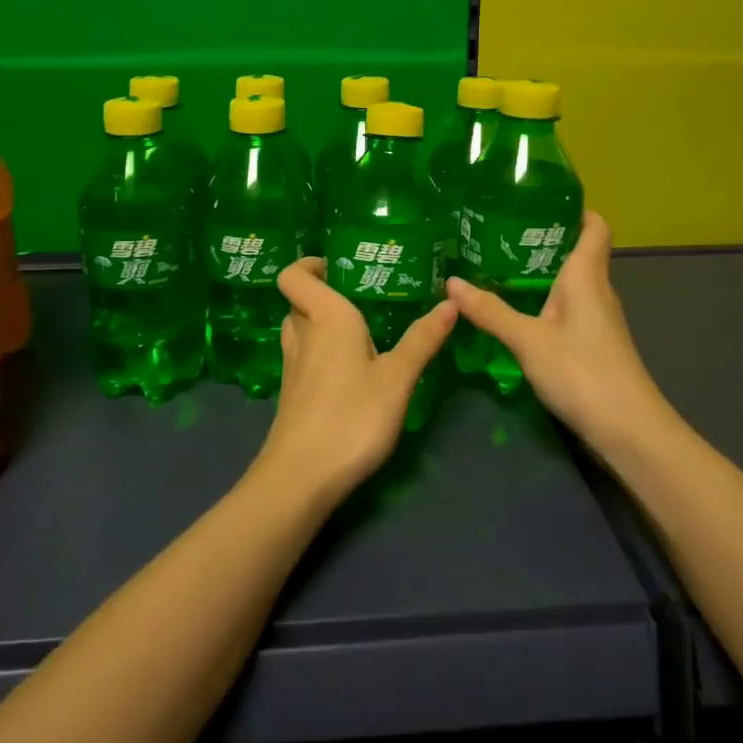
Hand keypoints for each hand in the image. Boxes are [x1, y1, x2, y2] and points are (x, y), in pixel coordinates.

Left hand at [256, 257, 456, 505]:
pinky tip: (350, 371)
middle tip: (363, 297)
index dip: (307, 264)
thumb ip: (423, 339)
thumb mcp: (398, 378)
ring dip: (322, 324)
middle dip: (325, 294)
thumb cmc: (352, 417)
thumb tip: (450, 302)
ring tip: (361, 331)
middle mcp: (303, 334)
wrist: (301, 478)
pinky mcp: (292, 394)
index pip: (293, 274)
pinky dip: (321, 353)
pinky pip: (304, 357)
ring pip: (301, 330)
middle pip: (300, 301)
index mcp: (325, 317)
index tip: (338, 266)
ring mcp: (293, 366)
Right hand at [445, 212, 667, 456]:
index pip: (594, 226)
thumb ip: (490, 311)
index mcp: (586, 276)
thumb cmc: (583, 372)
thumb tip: (450, 281)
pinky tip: (515, 311)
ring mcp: (597, 320)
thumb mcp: (528, 340)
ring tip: (496, 265)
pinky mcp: (593, 344)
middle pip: (577, 251)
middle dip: (542, 239)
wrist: (629, 431)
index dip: (573, 209)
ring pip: (570, 282)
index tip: (536, 200)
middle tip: (497, 231)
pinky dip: (543, 302)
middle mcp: (596, 290)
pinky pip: (566, 308)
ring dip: (539, 273)